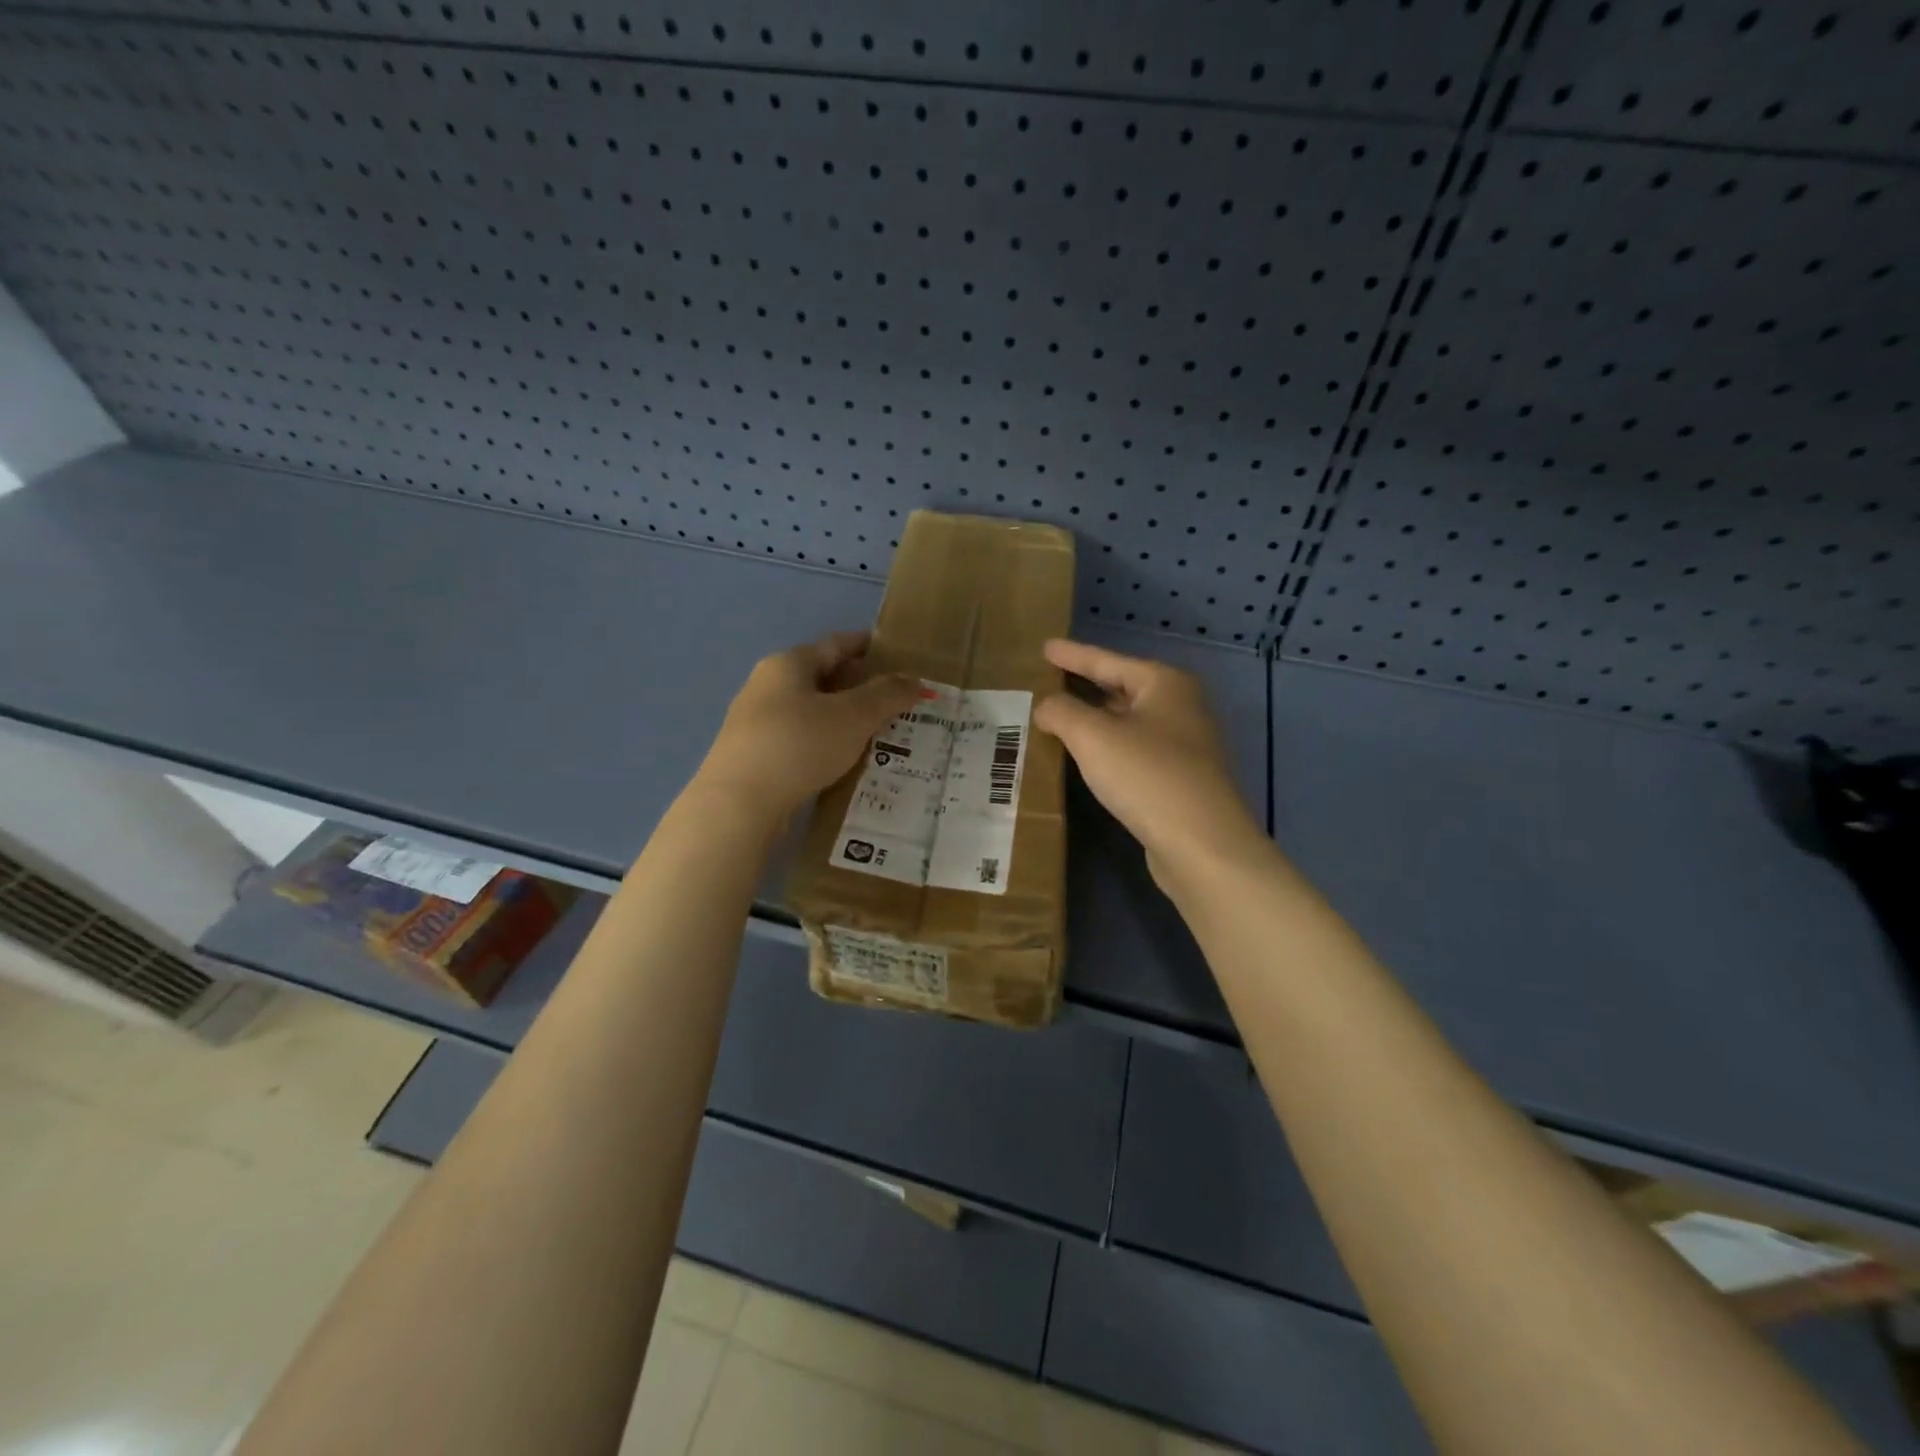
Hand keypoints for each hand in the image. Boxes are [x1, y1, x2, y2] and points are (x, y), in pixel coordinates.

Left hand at [696, 631, 920, 819]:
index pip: (835, 644)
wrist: (738, 805)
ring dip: (843, 718)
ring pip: (811, 712)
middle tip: (896, 700)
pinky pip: (800, 740)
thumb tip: (916, 681)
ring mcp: (756, 723)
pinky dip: (826, 743)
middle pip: (822, 677)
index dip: (868, 646)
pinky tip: (846, 761)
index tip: (897, 654)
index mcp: (788, 664)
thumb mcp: (853, 716)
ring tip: (879, 733)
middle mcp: (767, 685)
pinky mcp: (754, 757)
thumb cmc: (799, 745)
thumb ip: (887, 695)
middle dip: (859, 686)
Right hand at [1034, 639, 1263, 882]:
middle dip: (1085, 685)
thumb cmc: (1147, 776)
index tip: (1045, 647)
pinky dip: (1107, 747)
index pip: (1108, 660)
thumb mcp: (1093, 736)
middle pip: (1122, 687)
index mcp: (1164, 684)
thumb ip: (1062, 712)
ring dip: (1094, 719)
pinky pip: (1134, 749)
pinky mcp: (1180, 778)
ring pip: (1128, 721)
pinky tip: (1087, 757)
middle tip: (1048, 680)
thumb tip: (1046, 706)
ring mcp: (1184, 744)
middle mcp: (1180, 706)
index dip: (1073, 654)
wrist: (1202, 844)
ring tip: (1058, 716)